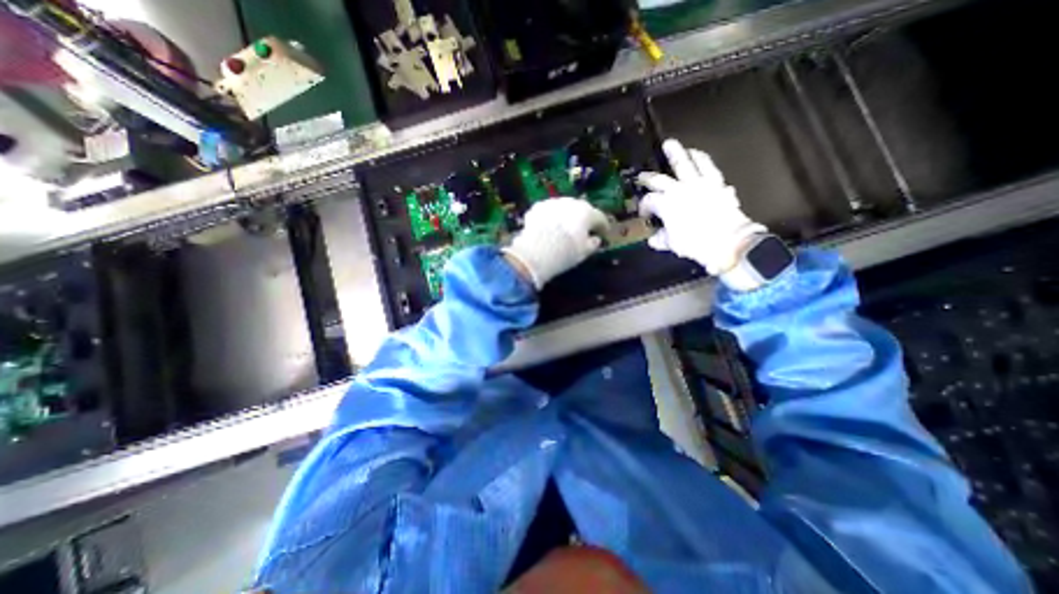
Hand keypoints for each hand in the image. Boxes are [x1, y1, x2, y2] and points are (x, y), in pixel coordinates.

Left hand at [504, 197, 612, 288]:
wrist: (536, 251)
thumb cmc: (566, 252)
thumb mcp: (584, 252)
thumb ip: (593, 244)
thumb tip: (595, 239)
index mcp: (587, 213)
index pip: (600, 218)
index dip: (603, 227)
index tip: (603, 234)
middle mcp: (571, 203)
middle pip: (581, 209)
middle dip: (583, 219)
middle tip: (583, 230)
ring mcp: (553, 203)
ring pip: (563, 208)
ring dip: (566, 216)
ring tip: (563, 229)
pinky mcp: (537, 207)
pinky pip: (548, 212)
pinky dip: (550, 218)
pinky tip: (548, 228)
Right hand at [631, 140, 765, 277]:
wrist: (728, 240)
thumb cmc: (695, 243)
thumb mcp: (673, 244)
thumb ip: (661, 239)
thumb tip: (654, 239)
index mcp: (666, 204)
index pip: (649, 201)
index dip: (644, 207)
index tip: (644, 215)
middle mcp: (679, 190)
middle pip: (659, 179)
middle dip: (648, 178)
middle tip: (642, 175)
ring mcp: (699, 184)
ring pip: (685, 163)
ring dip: (677, 153)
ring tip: (671, 145)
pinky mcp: (716, 183)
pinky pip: (708, 166)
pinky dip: (701, 159)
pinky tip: (698, 155)